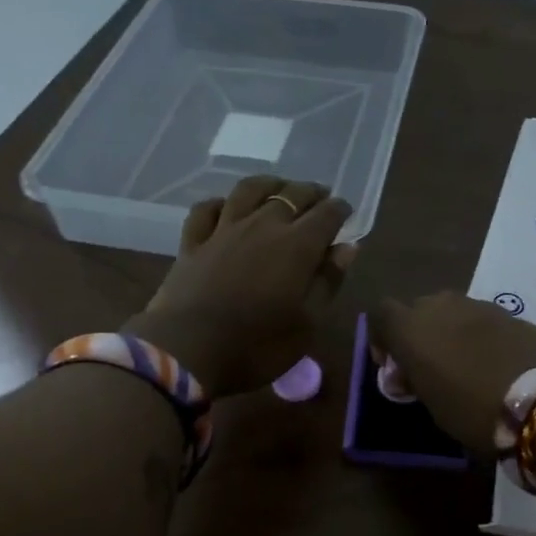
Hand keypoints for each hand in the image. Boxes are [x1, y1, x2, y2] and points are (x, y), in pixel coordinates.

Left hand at [125, 176, 355, 396]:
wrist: (188, 351)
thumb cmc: (257, 345)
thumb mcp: (307, 324)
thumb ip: (328, 281)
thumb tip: (348, 247)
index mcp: (297, 246)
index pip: (326, 215)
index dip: (339, 210)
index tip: (345, 213)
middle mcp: (263, 225)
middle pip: (292, 195)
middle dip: (311, 193)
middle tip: (320, 198)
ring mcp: (224, 230)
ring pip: (249, 190)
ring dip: (270, 184)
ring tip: (279, 188)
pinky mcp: (193, 242)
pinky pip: (207, 209)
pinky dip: (221, 203)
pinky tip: (227, 208)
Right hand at [368, 292, 535, 453]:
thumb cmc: (474, 408)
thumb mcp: (432, 404)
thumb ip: (415, 380)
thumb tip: (410, 374)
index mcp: (410, 328)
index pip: (380, 314)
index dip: (382, 337)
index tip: (393, 365)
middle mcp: (439, 306)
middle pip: (417, 309)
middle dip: (418, 333)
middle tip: (428, 367)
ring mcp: (477, 305)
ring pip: (450, 312)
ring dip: (449, 332)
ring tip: (462, 365)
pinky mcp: (509, 312)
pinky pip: (480, 319)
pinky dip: (478, 336)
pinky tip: (491, 363)